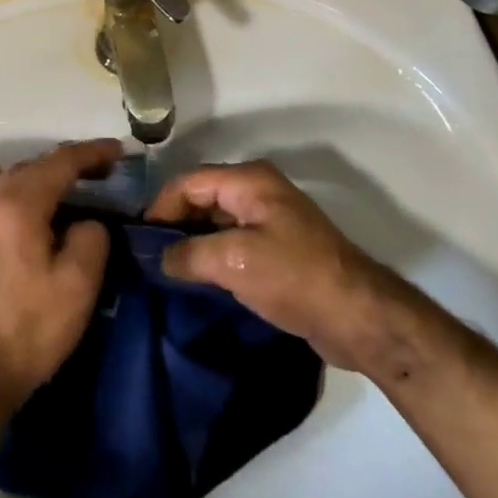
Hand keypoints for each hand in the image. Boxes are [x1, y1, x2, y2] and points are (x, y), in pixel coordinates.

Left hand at [0, 139, 121, 415]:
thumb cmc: (29, 328)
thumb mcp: (78, 285)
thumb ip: (92, 238)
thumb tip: (87, 222)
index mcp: (20, 203)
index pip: (61, 161)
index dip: (93, 153)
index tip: (119, 151)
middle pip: (36, 163)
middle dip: (70, 162)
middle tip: (103, 172)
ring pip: (15, 175)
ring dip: (44, 174)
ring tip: (71, 189)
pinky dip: (22, 188)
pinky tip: (34, 208)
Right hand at [148, 160, 392, 369]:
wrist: (359, 316)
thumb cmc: (294, 277)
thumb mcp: (235, 262)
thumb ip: (190, 255)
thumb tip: (160, 258)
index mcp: (249, 181)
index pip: (190, 182)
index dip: (162, 206)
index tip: (139, 238)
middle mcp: (258, 191)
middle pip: (203, 198)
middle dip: (176, 223)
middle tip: (148, 256)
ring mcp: (270, 220)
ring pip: (217, 222)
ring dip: (194, 242)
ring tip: (166, 270)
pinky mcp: (278, 249)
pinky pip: (234, 243)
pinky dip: (213, 256)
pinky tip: (198, 280)